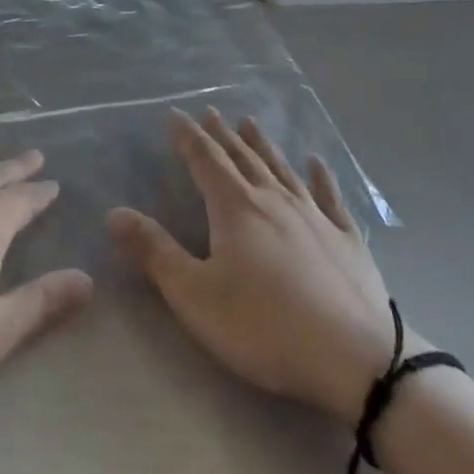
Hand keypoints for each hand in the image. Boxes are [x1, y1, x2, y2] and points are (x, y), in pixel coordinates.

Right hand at [109, 108, 405, 422]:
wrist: (358, 360)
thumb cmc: (266, 327)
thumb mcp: (196, 296)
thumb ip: (155, 252)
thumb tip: (115, 212)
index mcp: (236, 208)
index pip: (205, 160)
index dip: (187, 136)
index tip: (174, 114)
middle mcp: (274, 199)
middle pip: (242, 158)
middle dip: (222, 135)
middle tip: (210, 112)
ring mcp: (315, 216)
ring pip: (282, 169)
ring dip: (263, 145)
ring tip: (251, 123)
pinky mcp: (348, 240)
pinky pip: (331, 197)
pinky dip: (322, 176)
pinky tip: (317, 161)